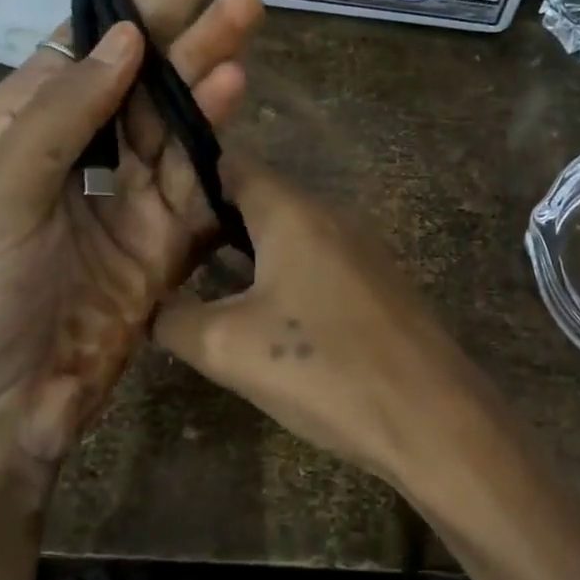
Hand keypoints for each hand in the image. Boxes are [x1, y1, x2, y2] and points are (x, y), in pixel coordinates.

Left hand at [0, 0, 263, 486]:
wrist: (2, 404)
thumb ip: (65, 113)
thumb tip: (132, 35)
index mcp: (34, 115)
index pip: (101, 27)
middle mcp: (90, 139)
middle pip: (153, 54)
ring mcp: (136, 187)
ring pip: (184, 108)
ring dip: (213, 57)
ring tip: (249, 9)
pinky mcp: (170, 233)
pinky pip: (198, 173)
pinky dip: (217, 132)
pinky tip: (237, 90)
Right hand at [152, 156, 494, 479]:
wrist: (430, 416)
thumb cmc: (323, 368)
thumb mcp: (228, 348)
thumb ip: (175, 320)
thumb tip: (154, 307)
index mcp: (294, 212)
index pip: (232, 164)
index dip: (186, 177)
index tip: (149, 209)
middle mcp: (332, 216)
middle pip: (260, 200)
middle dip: (211, 223)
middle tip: (166, 257)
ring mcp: (363, 250)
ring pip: (290, 235)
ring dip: (247, 255)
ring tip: (203, 288)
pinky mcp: (379, 285)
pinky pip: (318, 264)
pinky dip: (284, 277)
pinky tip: (264, 318)